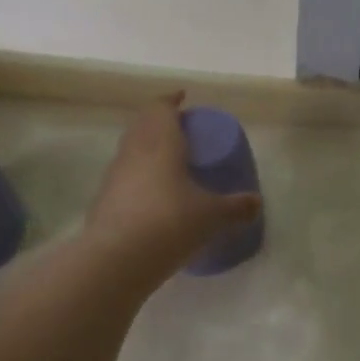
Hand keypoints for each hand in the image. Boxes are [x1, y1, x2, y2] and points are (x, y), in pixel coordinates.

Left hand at [80, 93, 261, 278]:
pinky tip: (153, 197)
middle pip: (143, 124)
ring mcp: (114, 176)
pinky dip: (137, 177)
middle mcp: (134, 151)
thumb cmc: (169, 223)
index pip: (161, 107)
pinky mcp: (102, 202)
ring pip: (130, 150)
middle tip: (181, 130)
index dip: (171, 100)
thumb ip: (236, 207)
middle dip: (159, 122)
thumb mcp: (212, 216)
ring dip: (146, 148)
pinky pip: (123, 177)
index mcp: (160, 141)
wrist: (114, 261)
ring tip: (169, 162)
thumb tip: (256, 203)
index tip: (183, 99)